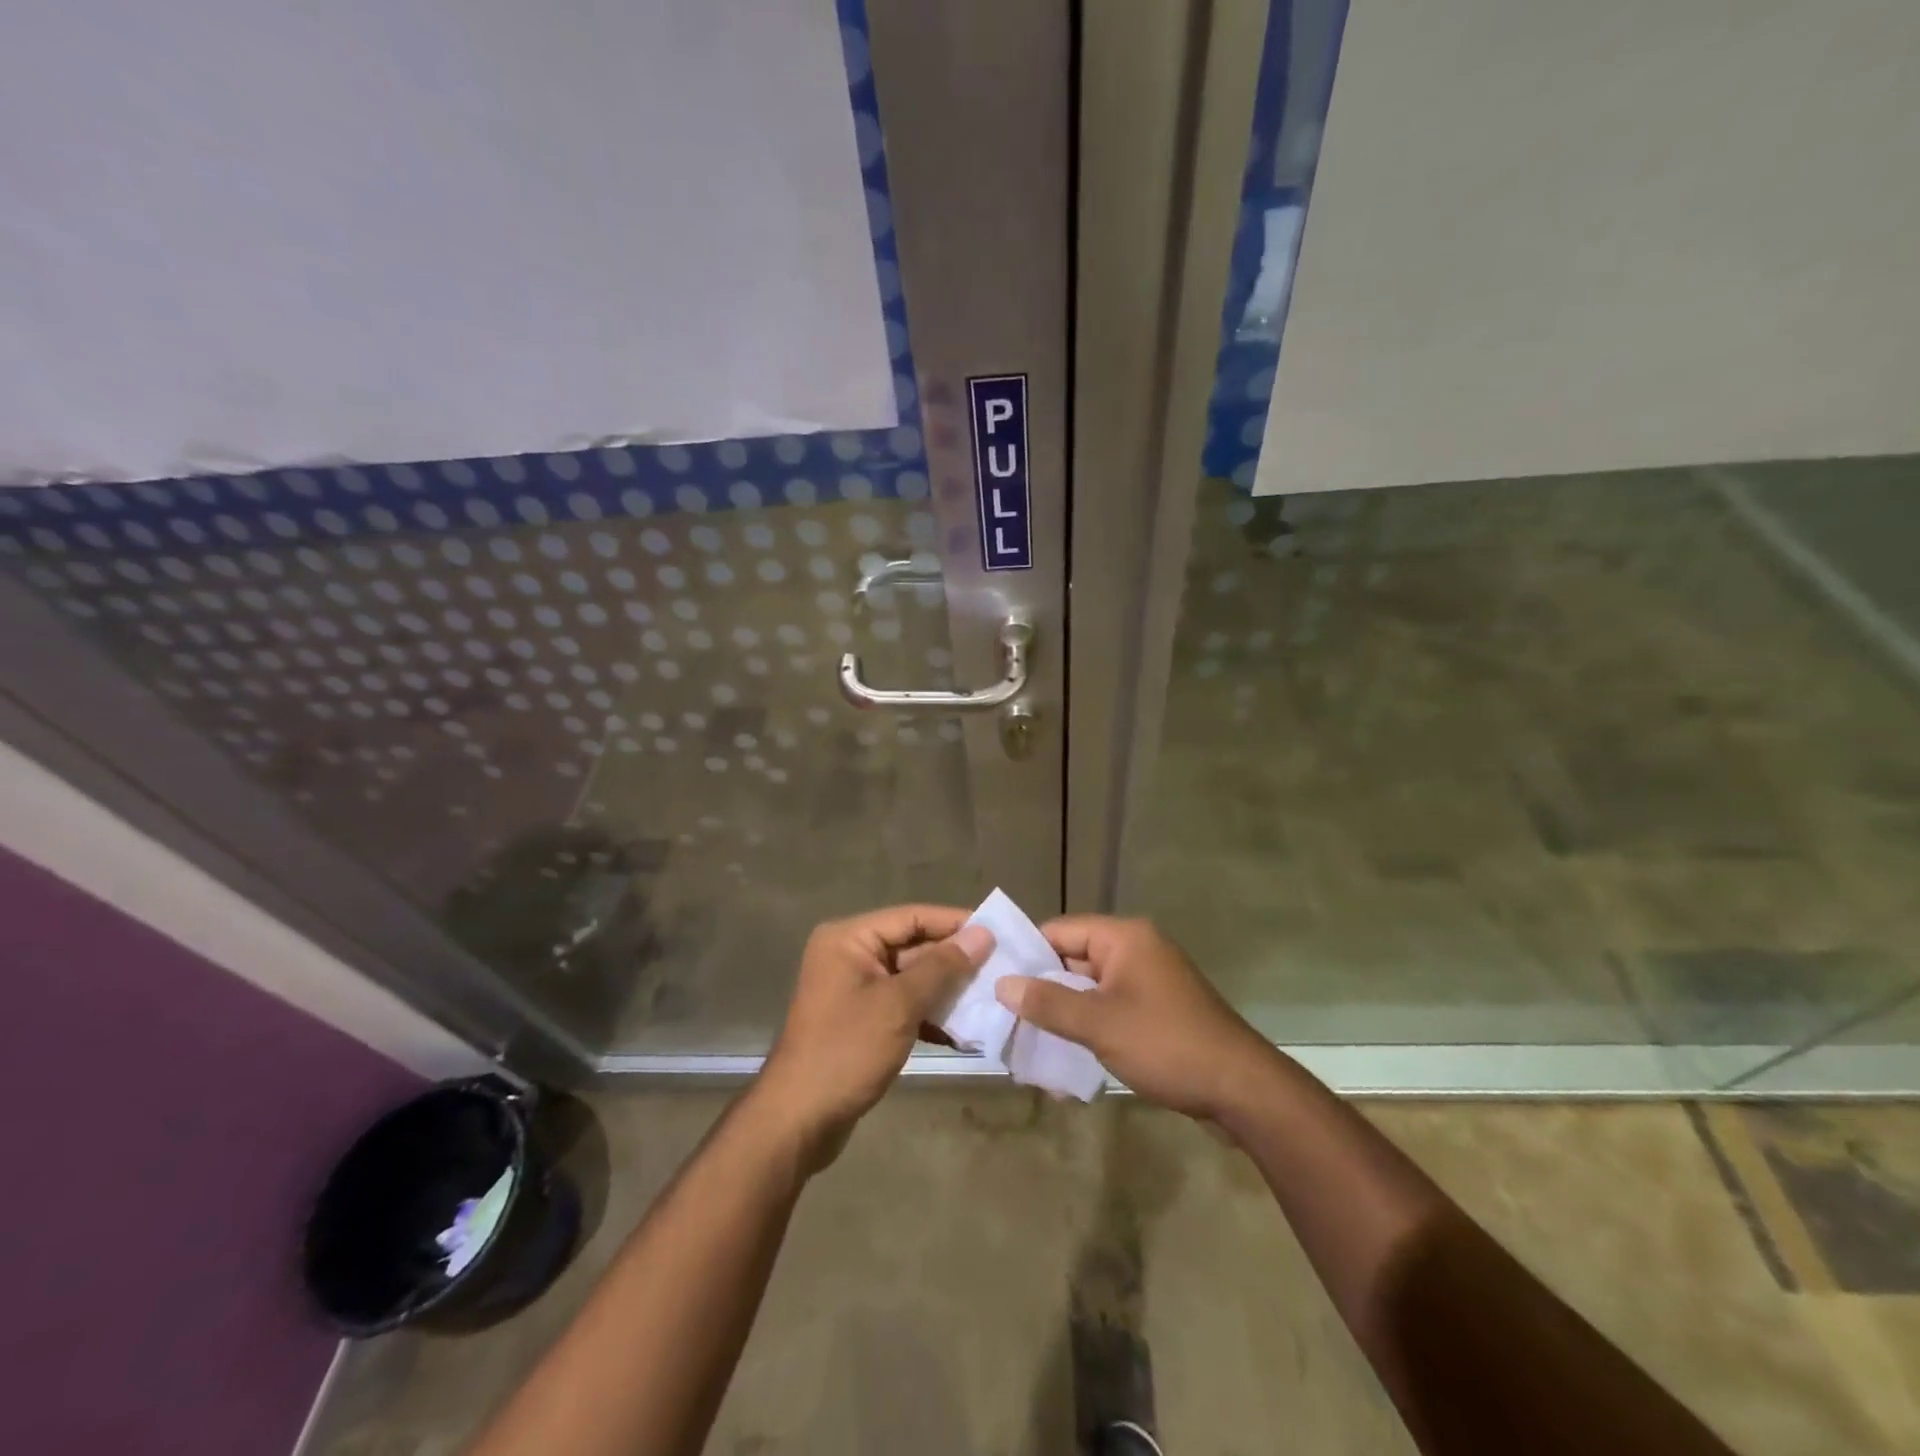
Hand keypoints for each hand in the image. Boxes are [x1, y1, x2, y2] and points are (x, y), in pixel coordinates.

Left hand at [756, 906, 992, 1163]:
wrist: (798, 1121)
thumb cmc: (846, 1051)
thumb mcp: (899, 1004)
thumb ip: (942, 967)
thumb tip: (982, 935)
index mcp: (849, 939)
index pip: (911, 917)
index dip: (955, 923)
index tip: (997, 931)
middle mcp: (849, 955)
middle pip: (912, 946)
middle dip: (954, 960)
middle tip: (1001, 968)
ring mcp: (854, 989)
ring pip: (911, 978)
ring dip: (947, 989)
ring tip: (991, 997)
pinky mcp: (862, 1020)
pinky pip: (903, 1004)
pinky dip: (930, 1014)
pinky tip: (964, 1031)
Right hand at [994, 916, 1275, 1120]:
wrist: (1242, 1090)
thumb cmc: (1166, 1044)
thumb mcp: (1099, 1024)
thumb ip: (1048, 1003)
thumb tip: (1003, 985)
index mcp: (1124, 938)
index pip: (1059, 931)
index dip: (1025, 954)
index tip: (993, 981)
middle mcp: (1136, 950)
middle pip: (1073, 961)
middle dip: (1040, 992)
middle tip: (1002, 1018)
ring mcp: (1148, 982)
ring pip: (1089, 991)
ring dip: (1062, 1017)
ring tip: (1024, 1046)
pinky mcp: (1156, 1012)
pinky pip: (1109, 1011)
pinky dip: (1087, 1030)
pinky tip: (1062, 1064)